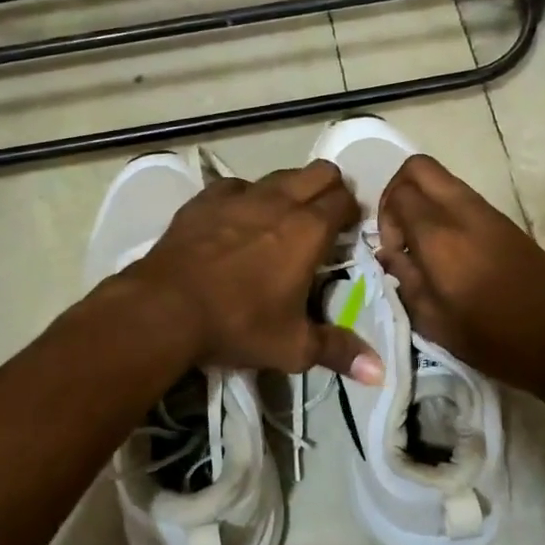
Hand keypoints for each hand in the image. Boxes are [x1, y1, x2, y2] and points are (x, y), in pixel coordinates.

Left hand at [126, 161, 383, 382]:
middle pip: (320, 172)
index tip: (348, 233)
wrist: (165, 308)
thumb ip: (338, 351)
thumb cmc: (238, 324)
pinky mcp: (206, 198)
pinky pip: (237, 186)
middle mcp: (280, 201)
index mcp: (309, 230)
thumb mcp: (292, 347)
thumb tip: (378, 372)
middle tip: (323, 221)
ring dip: (290, 190)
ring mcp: (240, 194)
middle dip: (330, 189)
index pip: (345, 200)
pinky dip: (246, 197)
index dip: (352, 213)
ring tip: (282, 221)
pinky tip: (237, 220)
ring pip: (280, 174)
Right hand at [377, 155, 544, 390]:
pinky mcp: (506, 222)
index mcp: (440, 236)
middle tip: (399, 231)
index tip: (392, 250)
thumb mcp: (434, 321)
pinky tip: (450, 253)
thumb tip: (388, 253)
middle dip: (398, 190)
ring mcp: (488, 213)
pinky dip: (444, 211)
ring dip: (423, 201)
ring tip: (423, 246)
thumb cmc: (494, 339)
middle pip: (419, 167)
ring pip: (442, 179)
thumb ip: (405, 279)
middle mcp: (462, 212)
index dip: (385, 217)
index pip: (399, 193)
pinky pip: (463, 198)